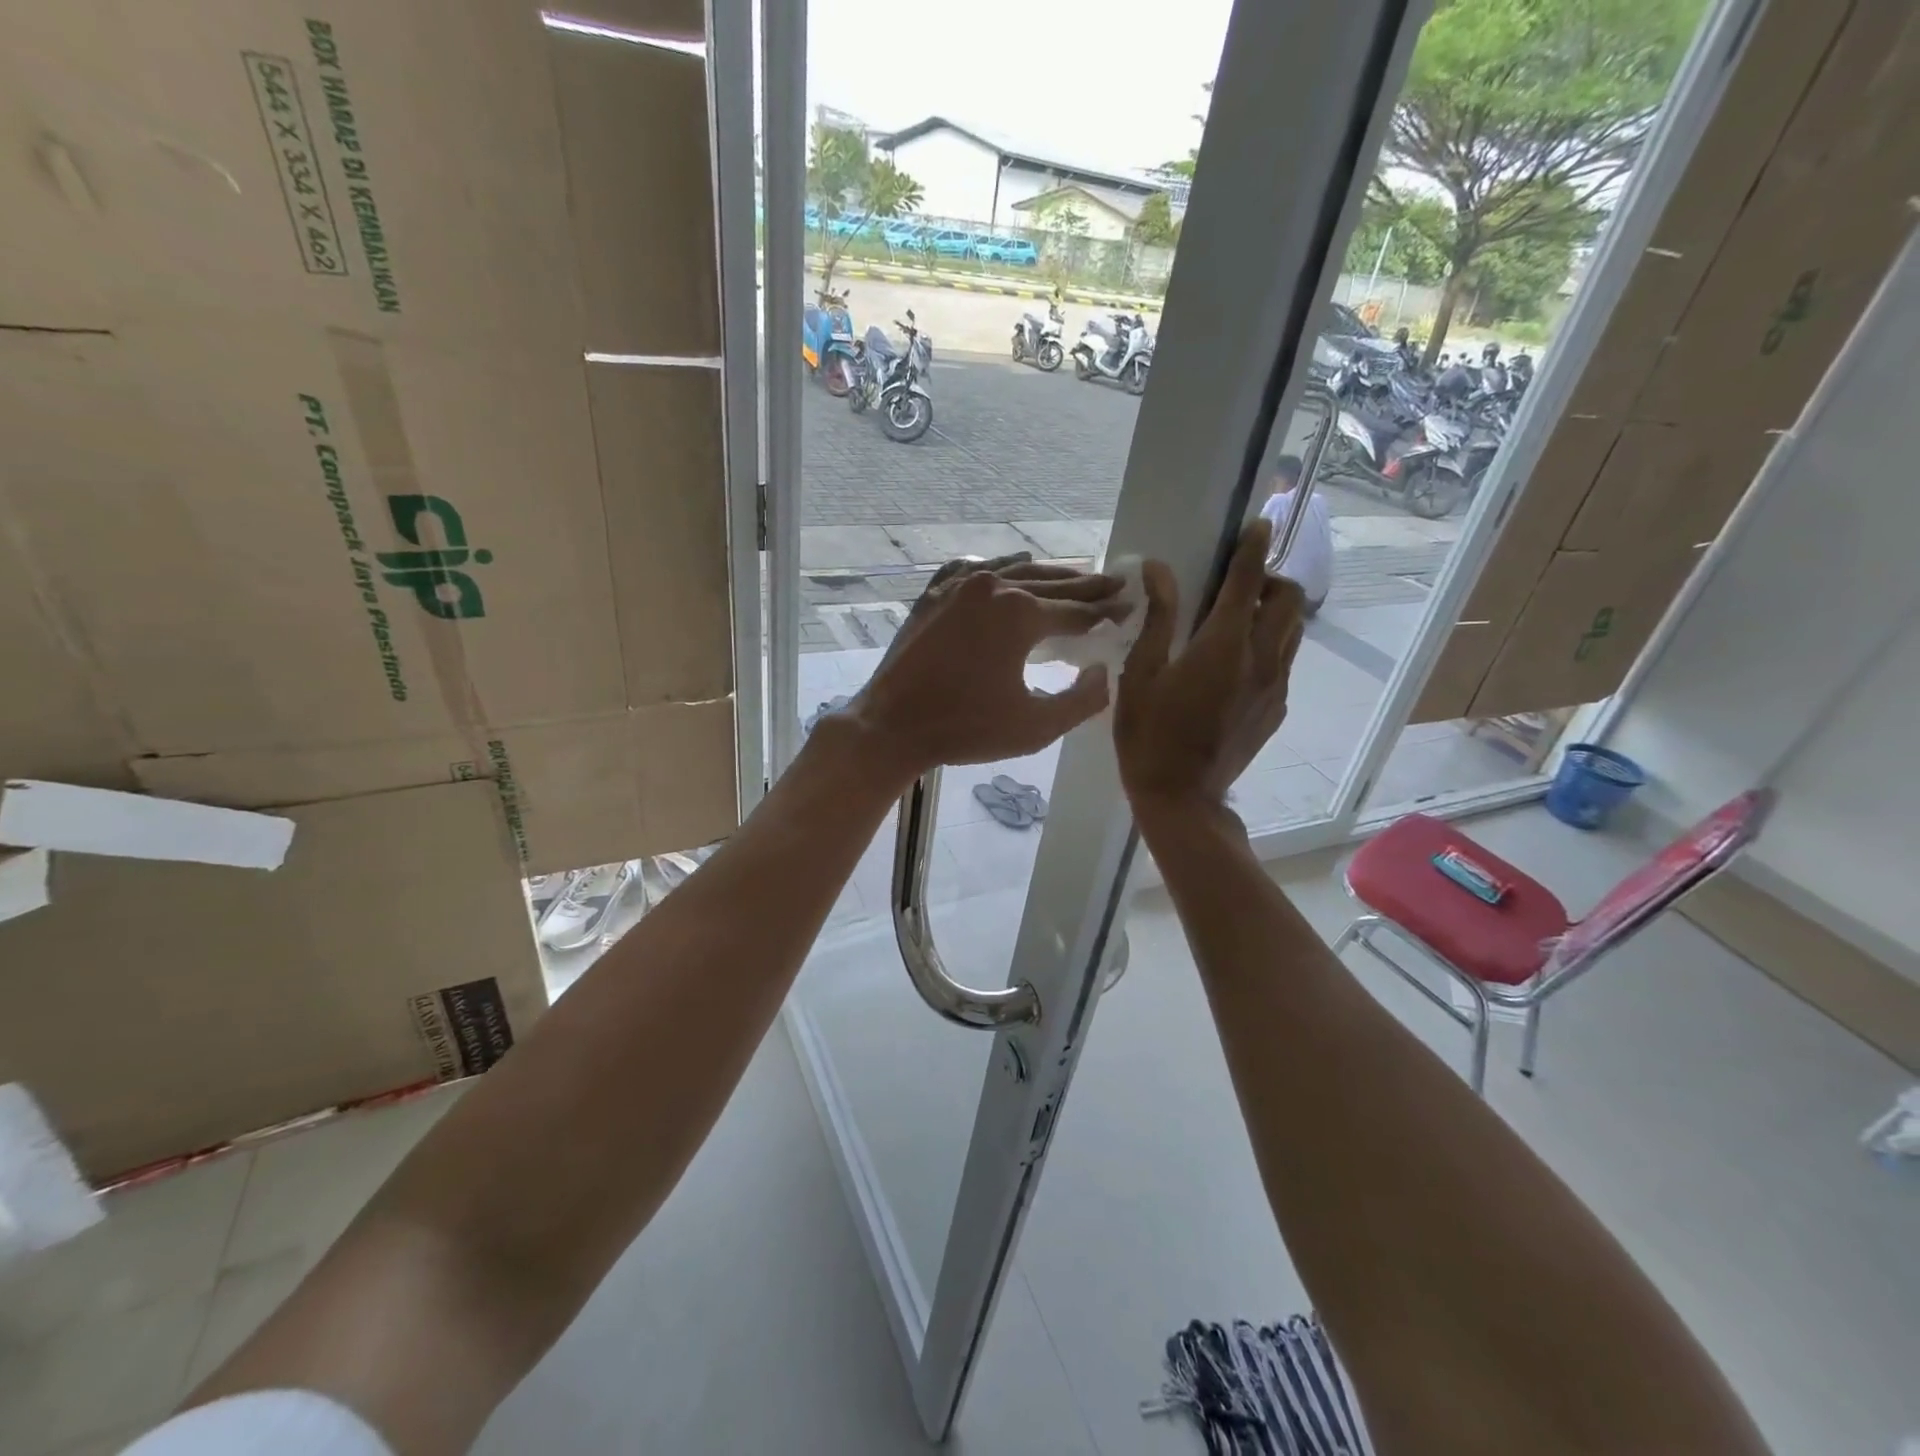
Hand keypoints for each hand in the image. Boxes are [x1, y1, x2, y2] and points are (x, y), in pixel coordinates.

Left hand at [850, 555, 1121, 779]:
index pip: (1077, 611)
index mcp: (1019, 613)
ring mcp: (956, 586)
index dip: (1107, 613)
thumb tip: (1104, 673)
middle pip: (1050, 583)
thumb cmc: (965, 729)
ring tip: (1074, 576)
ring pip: (1013, 571)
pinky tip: (1006, 570)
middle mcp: (991, 587)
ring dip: (1047, 575)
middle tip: (1114, 584)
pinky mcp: (932, 596)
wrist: (890, 725)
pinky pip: (972, 571)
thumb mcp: (1035, 727)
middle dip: (1086, 586)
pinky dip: (997, 569)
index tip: (1131, 608)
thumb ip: (1082, 701)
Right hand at [1114, 518, 1307, 815]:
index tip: (1257, 524)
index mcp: (1224, 645)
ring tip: (1239, 620)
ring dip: (1274, 612)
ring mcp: (1275, 685)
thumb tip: (1158, 569)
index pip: (1248, 580)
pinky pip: (1284, 661)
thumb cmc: (1149, 735)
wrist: (1182, 797)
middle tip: (1238, 586)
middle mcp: (1261, 659)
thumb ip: (1157, 618)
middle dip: (1270, 580)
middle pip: (1289, 599)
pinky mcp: (1276, 708)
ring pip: (1294, 630)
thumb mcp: (1140, 674)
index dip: (1252, 547)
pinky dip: (1270, 645)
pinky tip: (1236, 664)